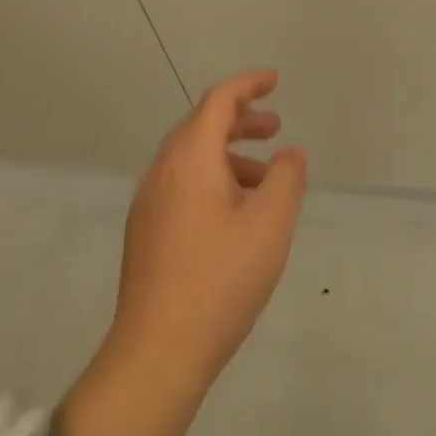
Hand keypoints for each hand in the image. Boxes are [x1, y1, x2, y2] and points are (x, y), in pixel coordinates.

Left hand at [111, 69, 307, 385]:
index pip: (219, 100)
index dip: (249, 85)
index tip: (276, 81)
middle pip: (202, 125)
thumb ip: (287, 178)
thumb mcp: (270, 225)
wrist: (156, 353)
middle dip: (241, 120)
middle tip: (275, 129)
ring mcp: (149, 202)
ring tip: (265, 179)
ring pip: (192, 158)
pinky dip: (212, 179)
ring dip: (229, 155)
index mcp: (190, 157)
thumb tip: (290, 153)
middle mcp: (163, 170)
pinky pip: (182, 184)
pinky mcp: (145, 231)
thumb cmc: (220, 280)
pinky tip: (236, 215)